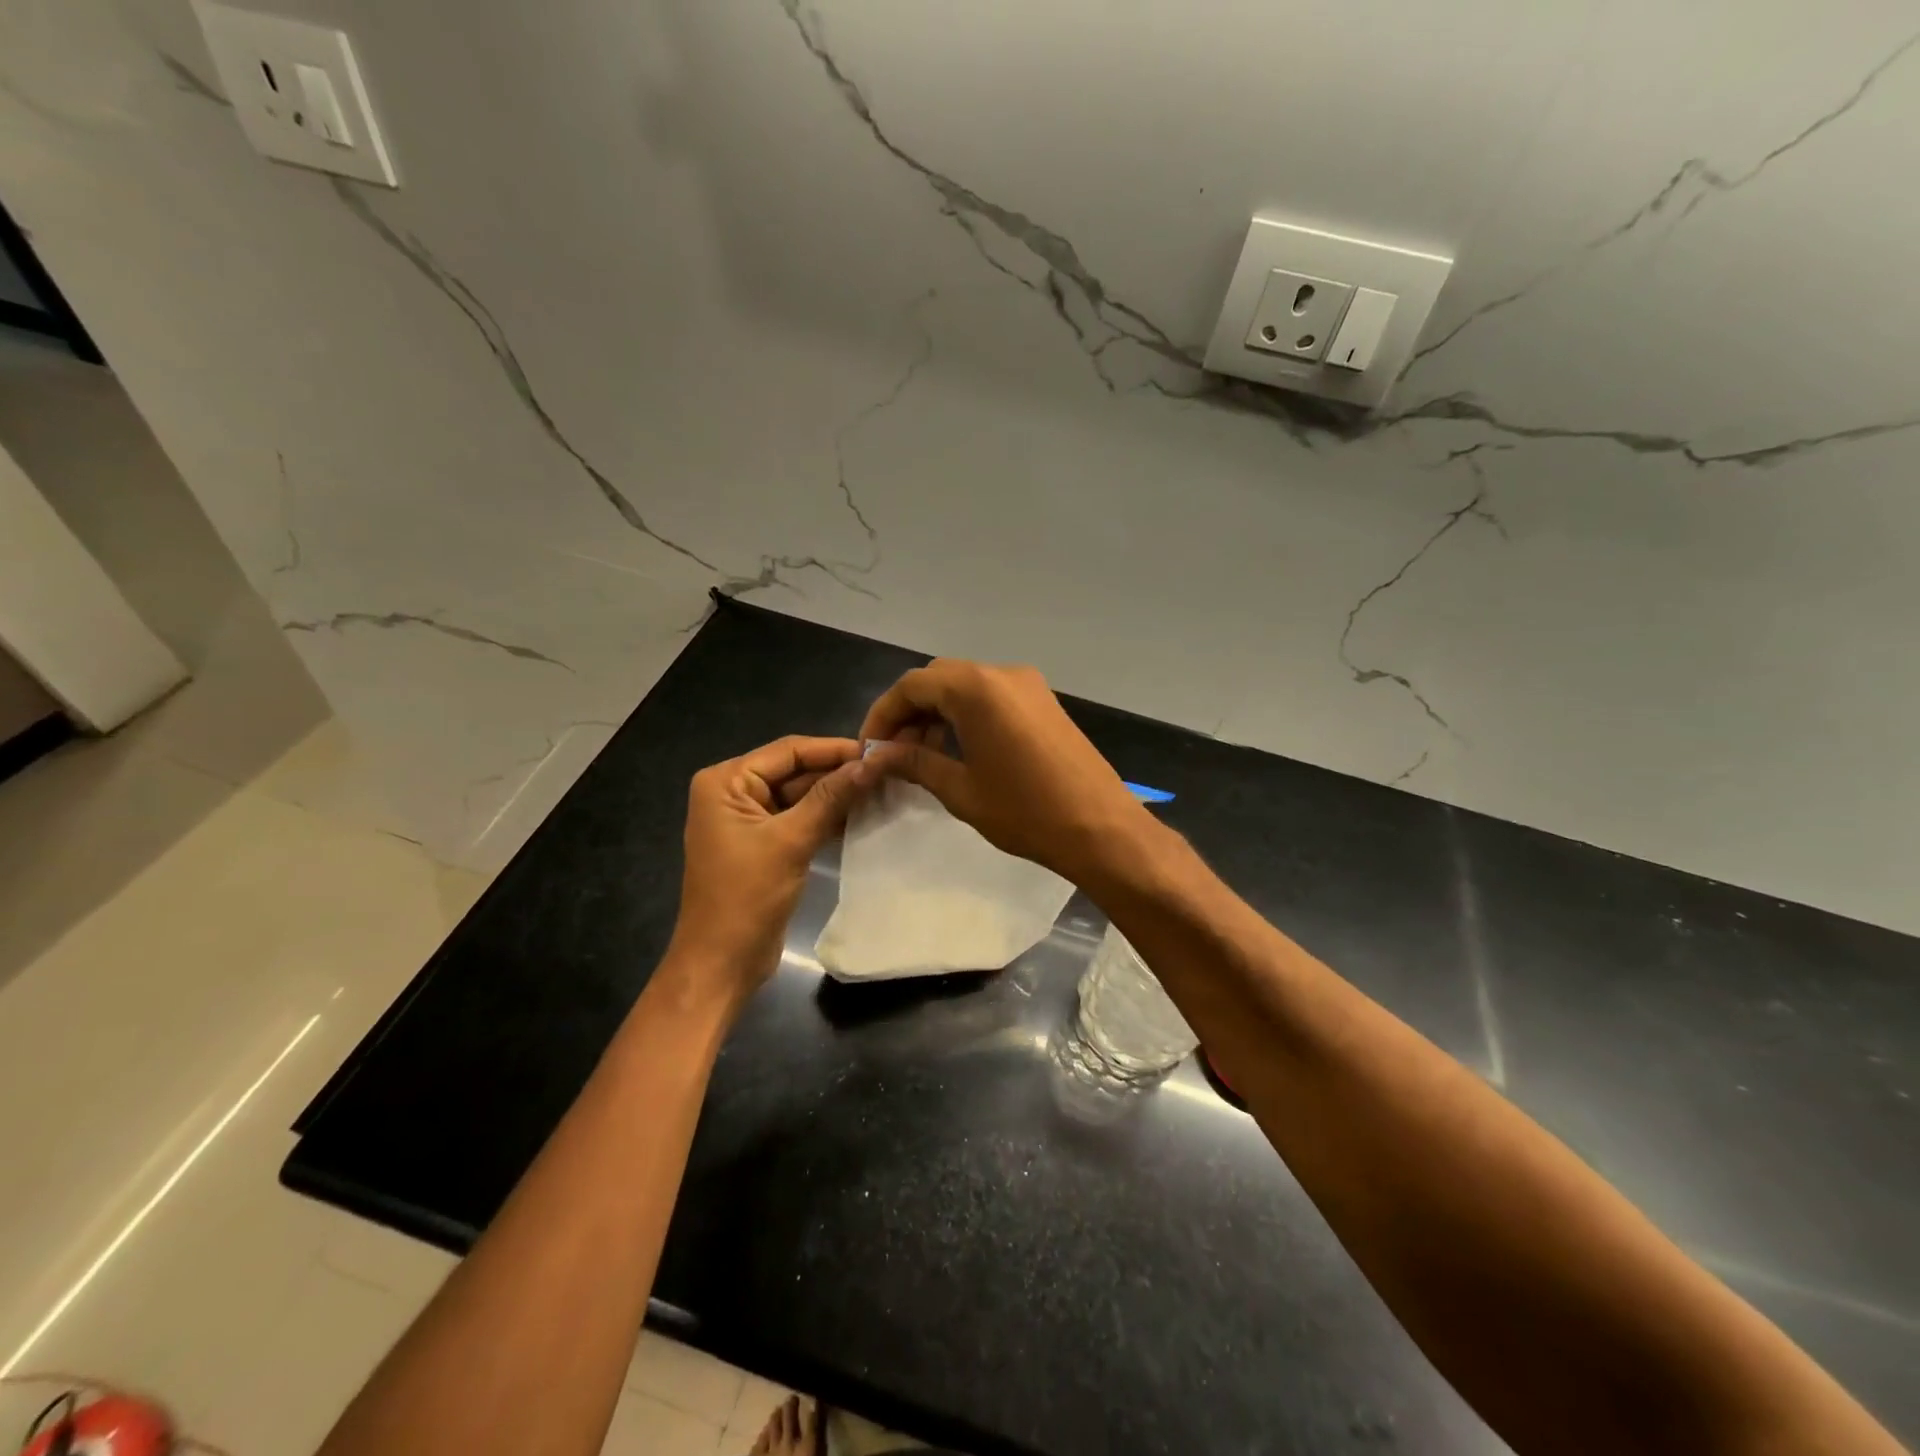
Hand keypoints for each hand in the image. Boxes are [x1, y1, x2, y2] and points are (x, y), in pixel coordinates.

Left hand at [664, 736, 873, 1012]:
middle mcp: (733, 793)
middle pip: (795, 771)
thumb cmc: (746, 896)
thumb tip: (871, 763)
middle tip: (887, 771)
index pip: (788, 751)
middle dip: (838, 773)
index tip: (878, 750)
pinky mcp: (764, 844)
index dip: (834, 749)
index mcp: (725, 782)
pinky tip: (864, 816)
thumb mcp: (791, 841)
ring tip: (883, 790)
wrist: (722, 962)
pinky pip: (800, 819)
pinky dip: (827, 818)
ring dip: (837, 796)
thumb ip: (831, 798)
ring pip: (801, 796)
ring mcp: (748, 820)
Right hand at [858, 659, 1154, 884]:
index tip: (870, 749)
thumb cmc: (1025, 812)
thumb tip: (877, 755)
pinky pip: (992, 697)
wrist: (1100, 827)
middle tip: (895, 754)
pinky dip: (967, 715)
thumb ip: (914, 763)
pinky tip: (961, 750)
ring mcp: (1028, 685)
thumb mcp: (961, 790)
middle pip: (938, 680)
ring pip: (966, 686)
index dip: (883, 715)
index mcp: (976, 689)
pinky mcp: (1044, 701)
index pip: (912, 686)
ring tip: (924, 757)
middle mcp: (1001, 673)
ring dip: (939, 714)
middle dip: (910, 713)